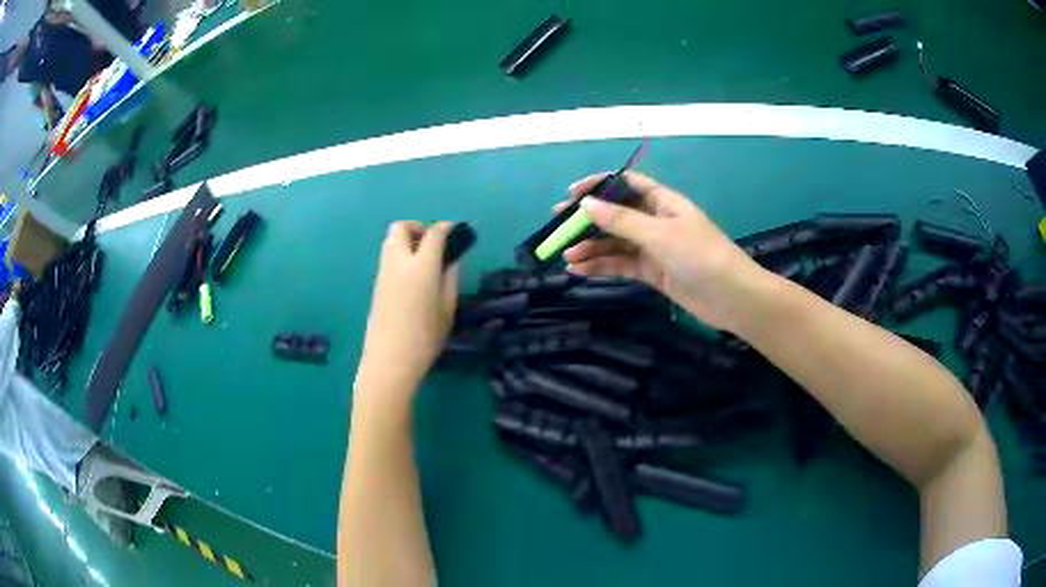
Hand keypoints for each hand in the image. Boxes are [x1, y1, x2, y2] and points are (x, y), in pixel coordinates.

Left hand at [356, 222, 459, 401]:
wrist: (389, 360)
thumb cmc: (424, 337)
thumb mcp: (447, 308)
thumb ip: (450, 279)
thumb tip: (451, 260)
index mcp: (421, 266)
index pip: (433, 234)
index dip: (446, 228)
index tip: (455, 232)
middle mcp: (398, 262)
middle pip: (401, 228)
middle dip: (417, 228)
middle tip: (432, 244)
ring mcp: (383, 273)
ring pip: (390, 241)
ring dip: (406, 241)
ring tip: (423, 261)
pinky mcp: (376, 285)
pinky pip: (387, 258)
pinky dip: (400, 256)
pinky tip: (412, 277)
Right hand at [559, 172, 764, 330]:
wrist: (732, 297)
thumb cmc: (700, 256)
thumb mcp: (659, 234)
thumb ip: (621, 220)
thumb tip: (586, 204)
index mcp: (662, 201)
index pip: (626, 184)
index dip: (598, 186)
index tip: (570, 195)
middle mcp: (656, 220)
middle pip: (616, 214)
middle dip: (588, 220)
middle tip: (558, 227)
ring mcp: (654, 247)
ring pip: (616, 243)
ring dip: (592, 247)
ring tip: (566, 256)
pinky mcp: (653, 272)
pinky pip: (622, 264)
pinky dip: (602, 266)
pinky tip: (580, 270)